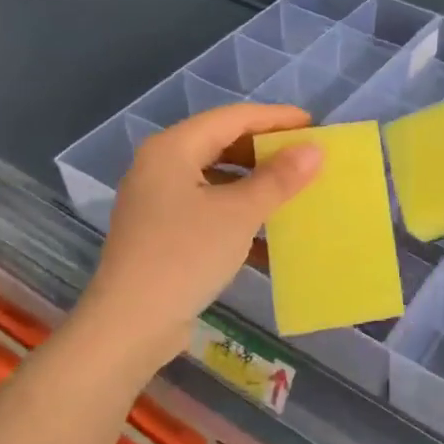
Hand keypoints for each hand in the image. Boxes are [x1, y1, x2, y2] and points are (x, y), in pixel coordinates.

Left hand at [79, 103, 322, 369]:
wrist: (130, 326)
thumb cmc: (185, 256)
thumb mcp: (239, 214)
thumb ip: (278, 178)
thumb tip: (314, 150)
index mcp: (172, 148)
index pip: (232, 118)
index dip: (274, 118)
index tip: (312, 124)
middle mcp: (159, 166)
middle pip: (221, 144)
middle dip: (264, 151)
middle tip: (304, 158)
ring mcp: (157, 201)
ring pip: (215, 179)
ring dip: (253, 185)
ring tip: (292, 192)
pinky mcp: (161, 233)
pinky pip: (206, 209)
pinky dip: (236, 214)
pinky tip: (268, 235)